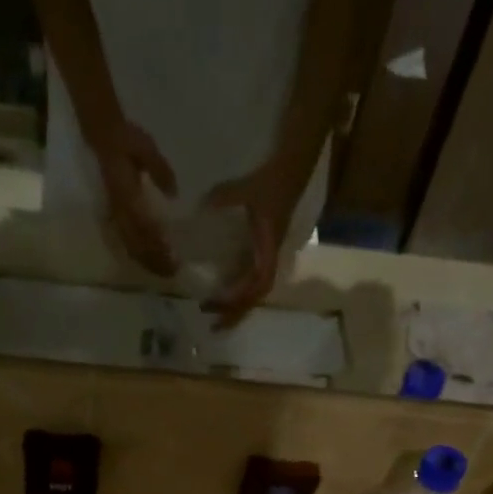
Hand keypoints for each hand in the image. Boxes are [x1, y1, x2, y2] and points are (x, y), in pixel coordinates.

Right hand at [90, 121, 180, 277]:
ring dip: (147, 261)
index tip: (173, 257)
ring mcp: (116, 216)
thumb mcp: (146, 148)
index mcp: (127, 196)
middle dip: (155, 260)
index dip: (158, 245)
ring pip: (131, 247)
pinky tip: (148, 262)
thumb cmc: (126, 141)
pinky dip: (138, 255)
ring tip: (163, 272)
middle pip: (138, 245)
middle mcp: (120, 211)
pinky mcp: (115, 217)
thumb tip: (174, 194)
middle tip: (172, 272)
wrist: (102, 136)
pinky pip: (126, 242)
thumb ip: (160, 171)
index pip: (144, 228)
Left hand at [202, 157, 308, 328]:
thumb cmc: (272, 179)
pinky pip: (250, 281)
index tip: (219, 306)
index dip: (240, 298)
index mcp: (269, 249)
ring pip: (253, 293)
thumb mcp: (249, 187)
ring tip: (215, 318)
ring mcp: (266, 256)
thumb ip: (225, 196)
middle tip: (212, 326)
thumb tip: (200, 207)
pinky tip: (222, 297)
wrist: (292, 167)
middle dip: (235, 314)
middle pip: (255, 297)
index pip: (257, 283)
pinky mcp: (262, 252)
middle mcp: (269, 258)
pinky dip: (237, 293)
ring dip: (236, 308)